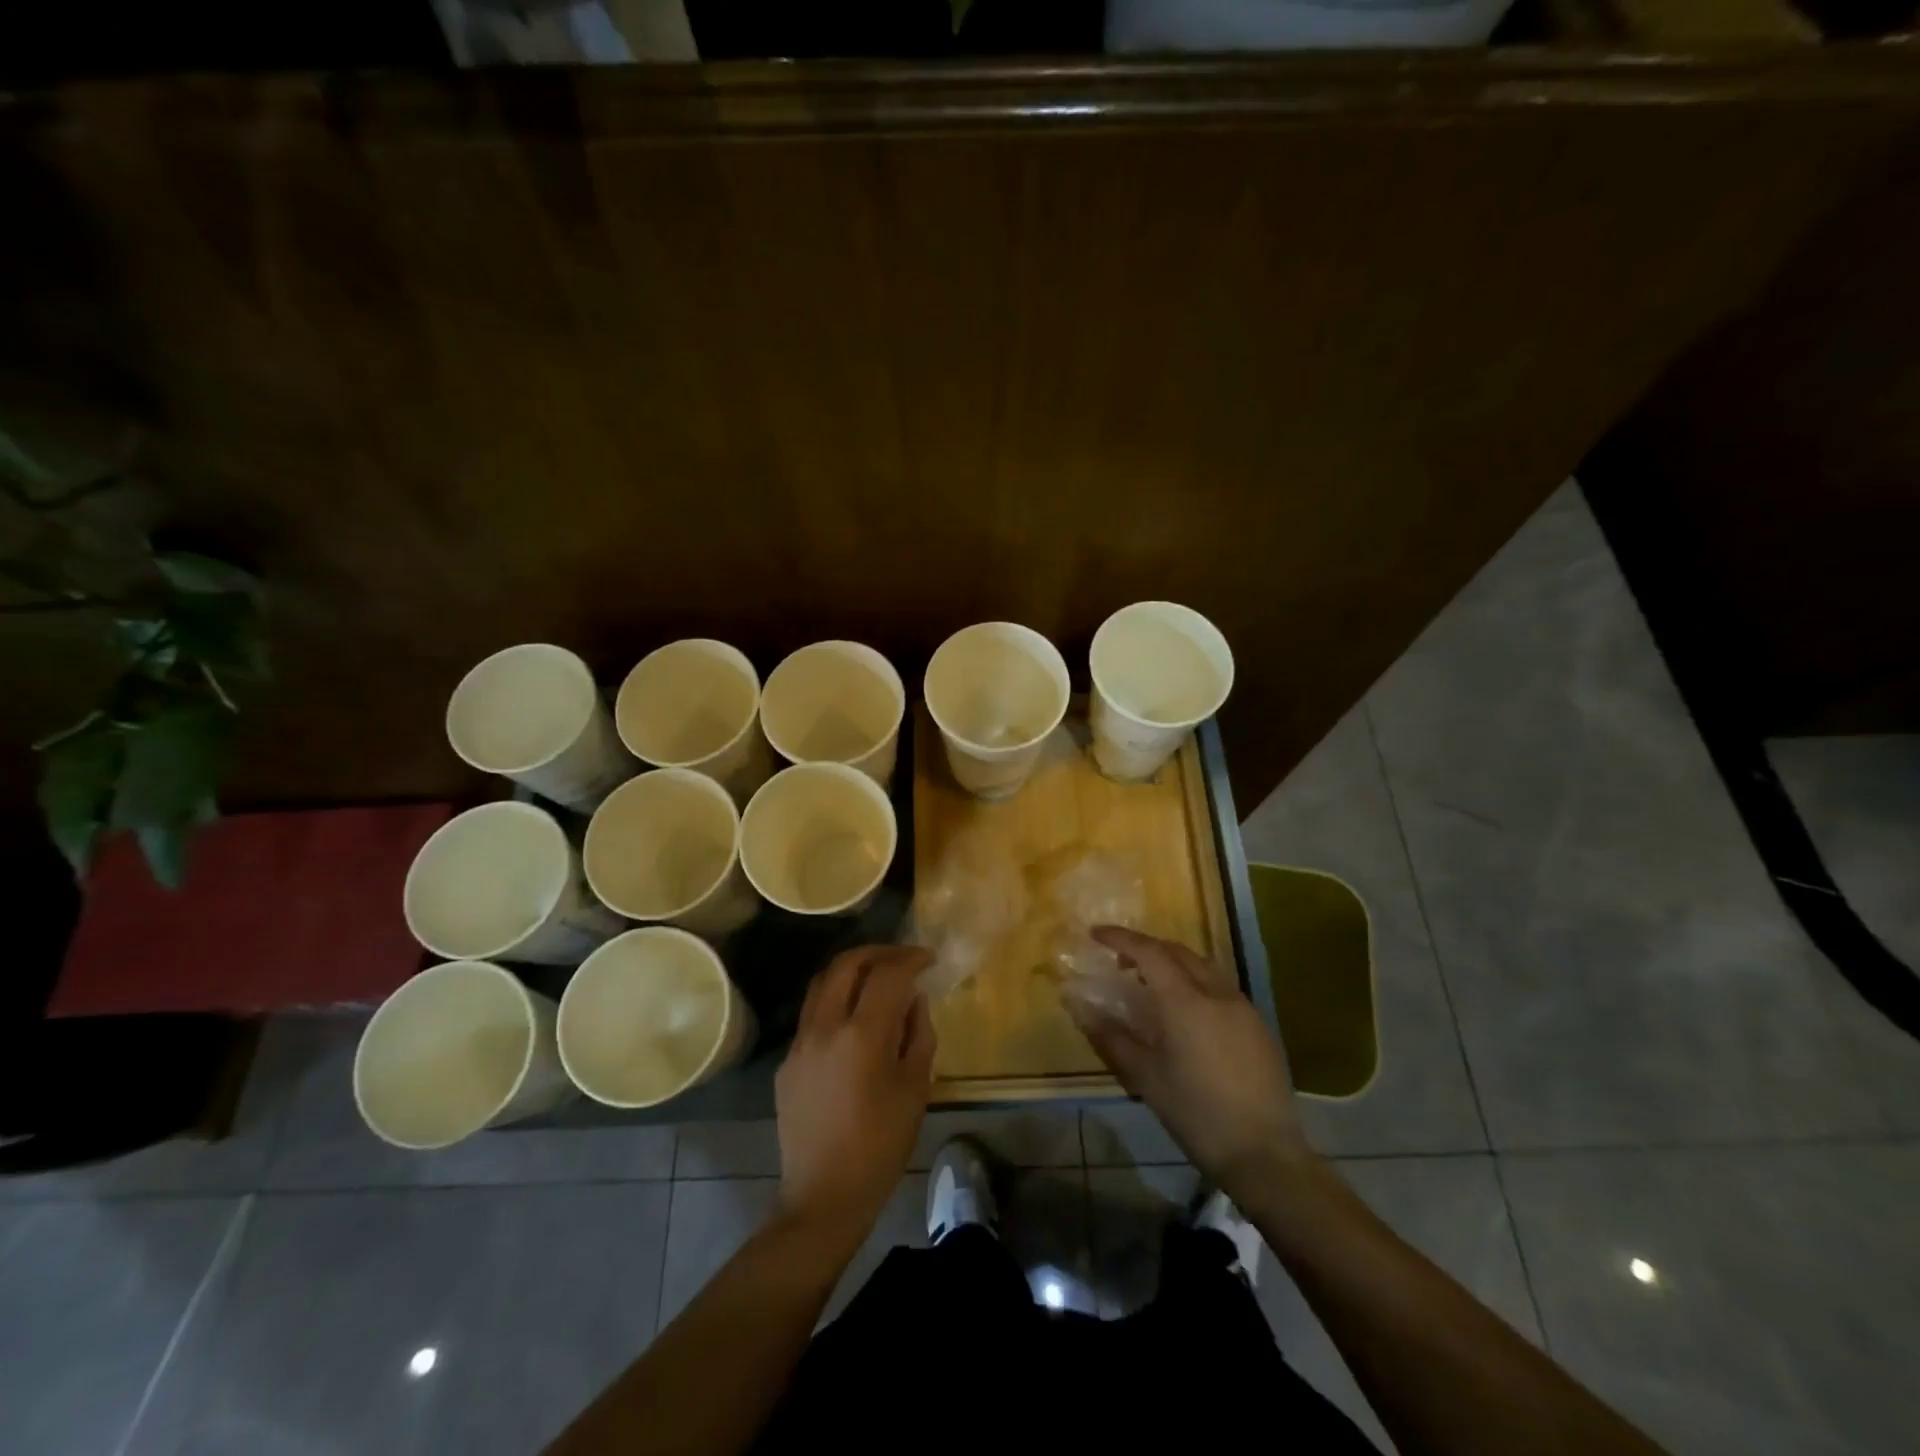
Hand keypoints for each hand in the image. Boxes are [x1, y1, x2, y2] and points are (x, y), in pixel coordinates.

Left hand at [775, 944, 935, 1238]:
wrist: (823, 1198)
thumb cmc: (880, 1147)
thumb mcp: (915, 1090)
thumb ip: (918, 1035)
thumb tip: (914, 1000)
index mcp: (861, 1036)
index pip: (887, 975)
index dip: (910, 959)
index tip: (927, 958)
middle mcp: (824, 1029)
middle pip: (845, 965)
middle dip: (877, 953)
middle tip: (901, 958)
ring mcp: (799, 1044)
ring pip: (821, 984)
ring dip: (851, 971)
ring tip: (876, 978)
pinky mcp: (786, 1063)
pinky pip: (812, 1016)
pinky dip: (835, 1002)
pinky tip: (854, 1022)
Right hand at [1066, 926, 1313, 1199]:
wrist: (1264, 1154)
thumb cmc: (1196, 1113)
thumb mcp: (1145, 1077)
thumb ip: (1110, 1036)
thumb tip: (1079, 1005)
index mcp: (1185, 1000)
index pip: (1148, 951)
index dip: (1120, 938)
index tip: (1096, 934)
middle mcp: (1216, 993)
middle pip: (1178, 952)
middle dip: (1147, 948)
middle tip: (1121, 961)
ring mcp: (1243, 1008)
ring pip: (1203, 966)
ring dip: (1173, 963)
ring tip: (1152, 984)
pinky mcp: (1259, 1026)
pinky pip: (1221, 987)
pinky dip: (1196, 982)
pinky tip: (1187, 1012)